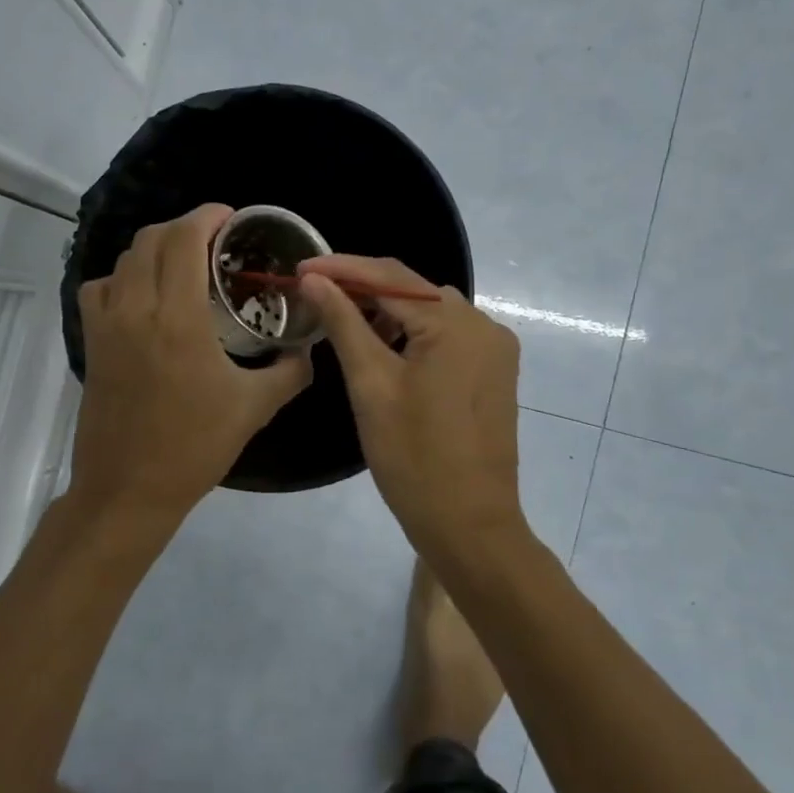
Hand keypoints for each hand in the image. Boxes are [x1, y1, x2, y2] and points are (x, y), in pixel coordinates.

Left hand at [69, 204, 311, 531]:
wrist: (129, 489)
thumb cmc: (194, 447)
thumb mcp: (255, 407)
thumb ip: (290, 370)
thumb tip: (310, 348)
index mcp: (178, 318)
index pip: (184, 239)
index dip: (207, 216)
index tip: (231, 218)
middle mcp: (136, 308)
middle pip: (152, 238)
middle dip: (185, 227)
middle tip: (215, 241)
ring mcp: (107, 324)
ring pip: (125, 258)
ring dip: (155, 248)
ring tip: (183, 263)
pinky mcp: (91, 341)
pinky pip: (100, 287)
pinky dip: (123, 276)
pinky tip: (144, 296)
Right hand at [299, 256, 523, 545]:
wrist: (469, 525)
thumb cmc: (413, 458)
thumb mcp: (371, 385)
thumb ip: (343, 323)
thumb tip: (314, 279)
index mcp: (456, 324)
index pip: (390, 277)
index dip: (341, 268)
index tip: (299, 266)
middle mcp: (483, 325)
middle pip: (413, 290)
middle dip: (362, 287)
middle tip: (313, 290)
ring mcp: (494, 349)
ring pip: (429, 312)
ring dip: (386, 310)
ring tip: (340, 317)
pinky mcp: (493, 371)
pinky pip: (446, 336)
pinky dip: (411, 333)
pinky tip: (382, 345)